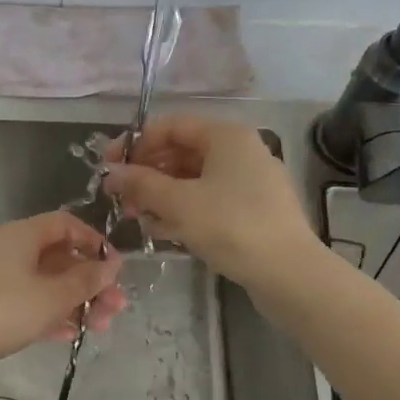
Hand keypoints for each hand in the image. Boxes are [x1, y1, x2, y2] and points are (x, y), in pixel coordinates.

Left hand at [0, 212, 127, 380]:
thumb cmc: (2, 312)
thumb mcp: (52, 297)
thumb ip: (86, 280)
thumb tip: (112, 265)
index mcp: (21, 235)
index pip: (65, 224)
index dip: (94, 242)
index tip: (114, 268)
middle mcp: (7, 248)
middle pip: (58, 257)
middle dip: (90, 282)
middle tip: (115, 308)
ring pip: (45, 282)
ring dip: (74, 302)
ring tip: (99, 328)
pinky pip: (27, 300)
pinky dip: (50, 313)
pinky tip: (69, 335)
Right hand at [103, 115, 318, 285]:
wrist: (289, 273)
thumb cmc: (231, 227)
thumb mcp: (178, 203)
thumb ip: (141, 184)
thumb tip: (111, 172)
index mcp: (226, 136)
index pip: (171, 126)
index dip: (136, 144)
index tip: (109, 168)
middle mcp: (240, 151)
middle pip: (182, 152)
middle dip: (147, 174)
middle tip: (120, 199)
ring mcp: (250, 182)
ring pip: (194, 179)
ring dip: (162, 195)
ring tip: (137, 218)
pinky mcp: (253, 210)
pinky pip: (210, 200)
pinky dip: (185, 210)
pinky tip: (164, 232)